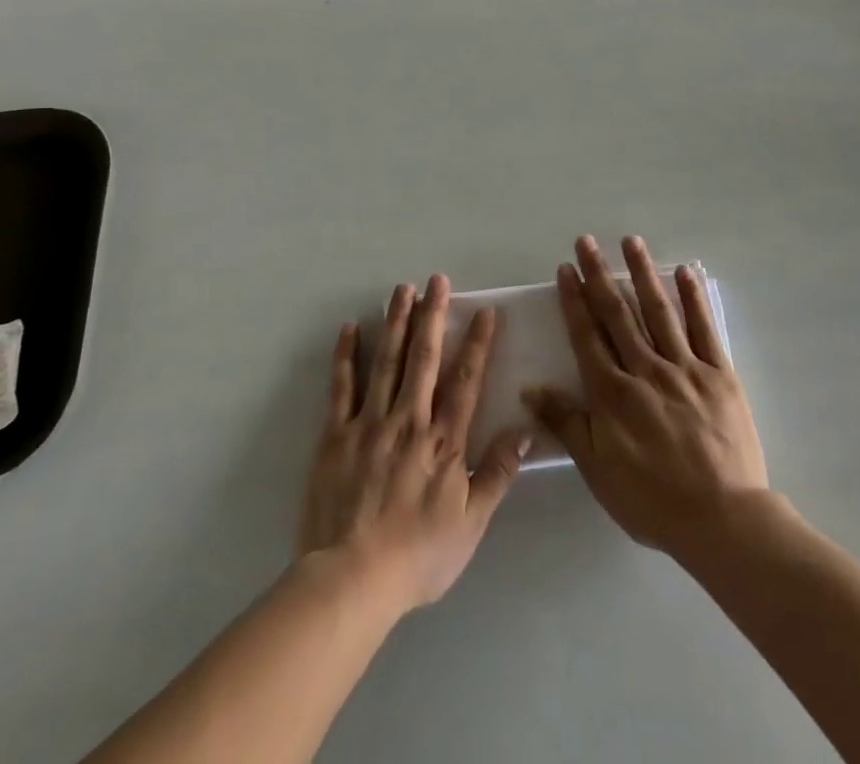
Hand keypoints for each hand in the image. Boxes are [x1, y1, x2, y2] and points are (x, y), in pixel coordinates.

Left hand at [297, 274, 529, 616]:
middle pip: (423, 358)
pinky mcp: (335, 434)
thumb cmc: (417, 556)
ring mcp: (369, 423)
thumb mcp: (471, 524)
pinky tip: (350, 328)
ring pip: (385, 361)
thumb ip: (497, 474)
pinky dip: (346, 355)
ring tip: (402, 289)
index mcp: (443, 441)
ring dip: (395, 321)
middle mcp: (409, 420)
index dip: (477, 344)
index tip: (484, 311)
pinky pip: (341, 387)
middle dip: (432, 315)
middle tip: (437, 280)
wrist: (352, 579)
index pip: (465, 381)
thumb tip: (524, 430)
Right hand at [525, 235, 768, 556]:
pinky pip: (704, 329)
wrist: (723, 520)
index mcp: (613, 392)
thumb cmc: (652, 500)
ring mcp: (685, 367)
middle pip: (618, 313)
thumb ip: (566, 423)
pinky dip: (693, 299)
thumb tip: (529, 389)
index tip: (565, 269)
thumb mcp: (597, 469)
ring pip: (659, 311)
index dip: (574, 300)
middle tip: (586, 241)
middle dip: (599, 274)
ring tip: (630, 241)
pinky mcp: (720, 374)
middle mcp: (646, 369)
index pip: (587, 335)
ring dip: (642, 273)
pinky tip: (684, 272)